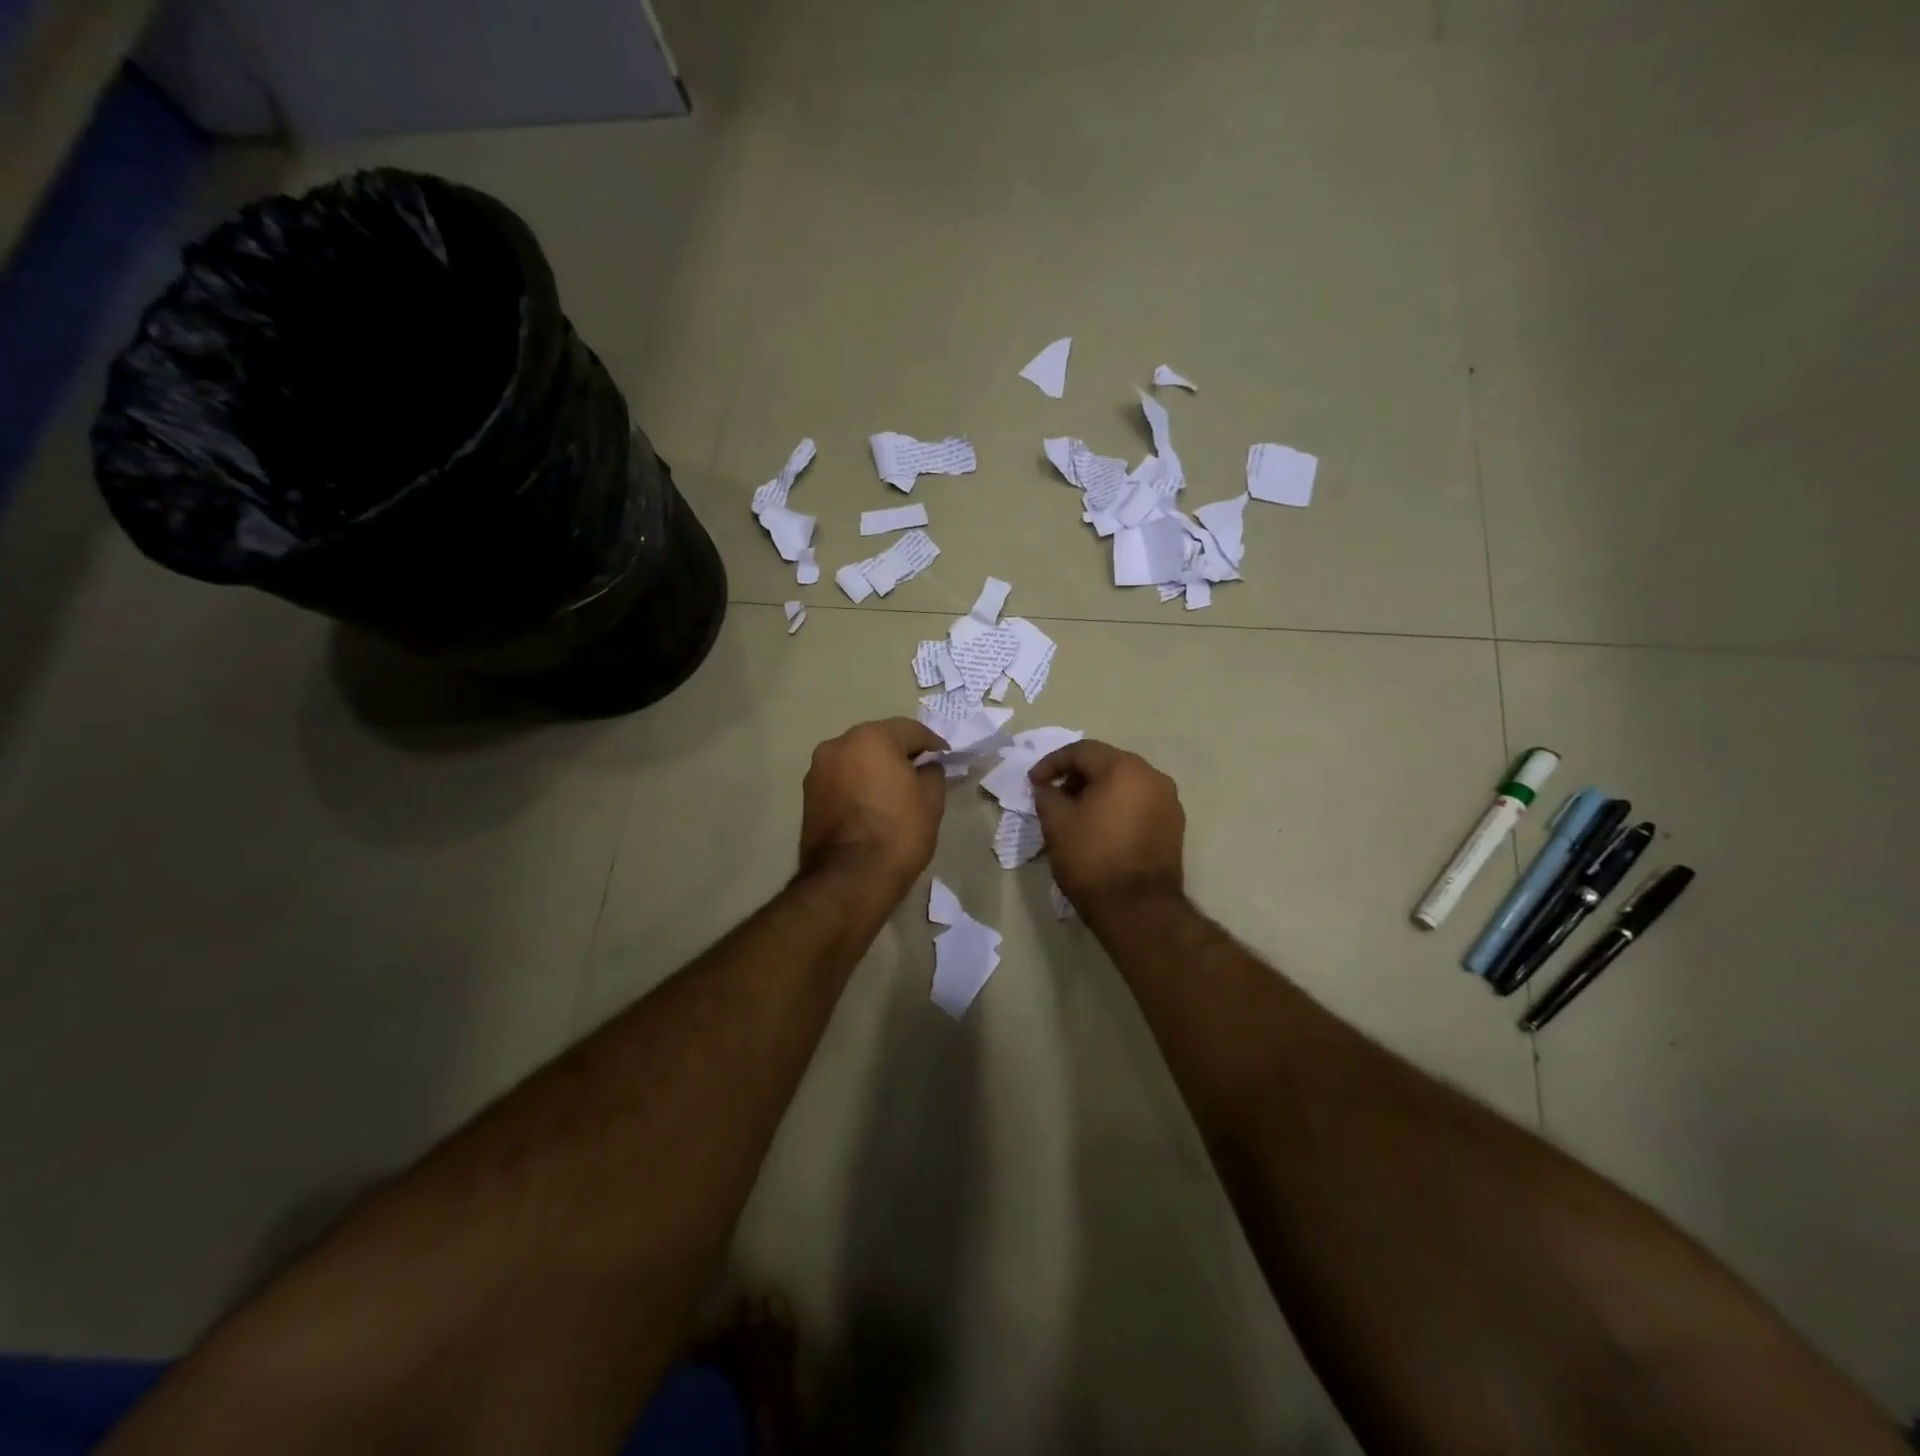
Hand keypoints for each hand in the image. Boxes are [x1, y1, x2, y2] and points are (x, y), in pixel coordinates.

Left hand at [798, 717, 948, 899]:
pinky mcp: (808, 795)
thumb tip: (926, 767)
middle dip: (900, 752)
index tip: (946, 759)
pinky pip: (841, 779)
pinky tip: (872, 804)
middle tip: (920, 772)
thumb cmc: (898, 832)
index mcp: (871, 737)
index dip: (932, 744)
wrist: (849, 879)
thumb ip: (932, 772)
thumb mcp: (931, 799)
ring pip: (856, 759)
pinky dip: (857, 784)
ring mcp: (817, 769)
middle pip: (878, 740)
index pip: (910, 730)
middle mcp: (838, 744)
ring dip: (875, 768)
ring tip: (894, 791)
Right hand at [1029, 740, 1184, 912]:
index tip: (1033, 783)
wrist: (1138, 909)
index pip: (1081, 751)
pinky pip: (1140, 803)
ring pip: (1126, 783)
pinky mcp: (1174, 825)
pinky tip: (1101, 827)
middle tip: (1053, 796)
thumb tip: (1047, 788)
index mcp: (1124, 768)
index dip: (1052, 763)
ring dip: (1098, 791)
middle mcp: (1152, 776)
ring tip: (1075, 813)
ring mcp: (1169, 801)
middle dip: (1076, 776)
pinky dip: (1118, 806)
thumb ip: (1047, 795)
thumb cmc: (1092, 859)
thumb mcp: (1056, 824)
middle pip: (1107, 763)